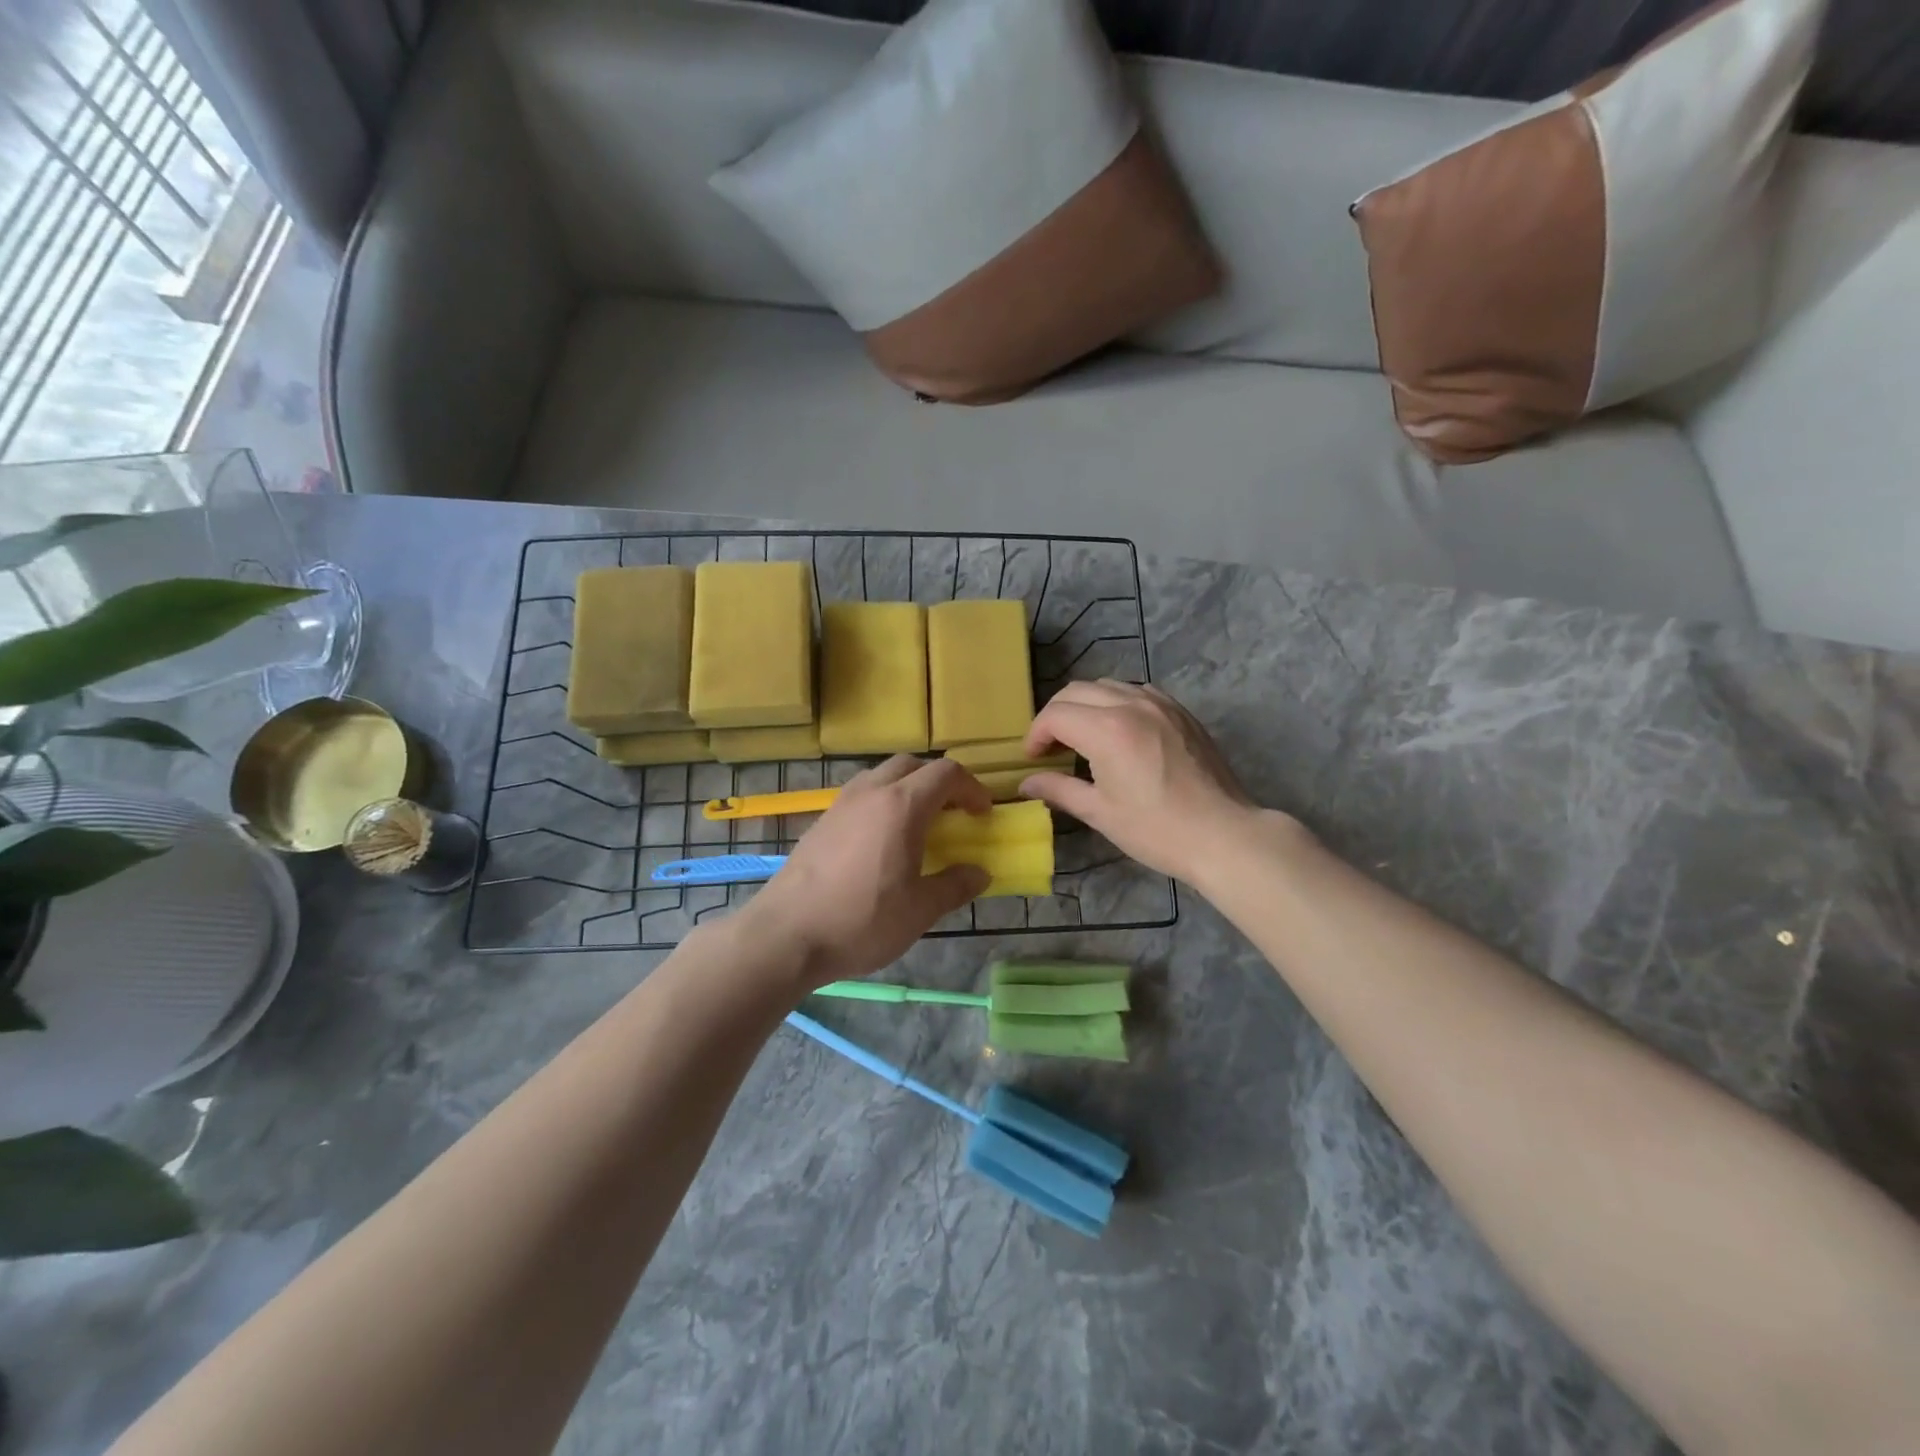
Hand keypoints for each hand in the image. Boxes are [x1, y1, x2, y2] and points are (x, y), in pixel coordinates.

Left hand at [736, 756, 991, 987]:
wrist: (785, 935)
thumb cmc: (861, 921)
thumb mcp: (919, 910)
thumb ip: (954, 886)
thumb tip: (980, 873)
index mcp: (902, 805)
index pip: (946, 773)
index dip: (971, 788)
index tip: (982, 814)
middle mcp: (871, 792)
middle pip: (913, 764)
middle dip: (939, 781)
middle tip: (954, 813)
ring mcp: (841, 804)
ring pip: (882, 775)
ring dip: (908, 787)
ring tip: (919, 823)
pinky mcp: (821, 821)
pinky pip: (861, 794)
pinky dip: (882, 801)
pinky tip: (882, 840)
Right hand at [1021, 680, 1296, 883]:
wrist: (1224, 834)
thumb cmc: (1156, 830)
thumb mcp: (1100, 813)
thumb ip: (1058, 790)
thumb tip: (1026, 783)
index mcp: (1107, 730)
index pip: (1055, 715)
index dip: (1036, 735)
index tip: (1032, 758)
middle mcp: (1131, 704)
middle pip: (1076, 691)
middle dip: (1055, 716)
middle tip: (1051, 747)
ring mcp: (1160, 703)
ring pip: (1106, 685)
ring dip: (1085, 705)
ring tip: (1082, 737)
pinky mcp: (1180, 711)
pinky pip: (1136, 691)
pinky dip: (1116, 702)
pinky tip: (1118, 730)